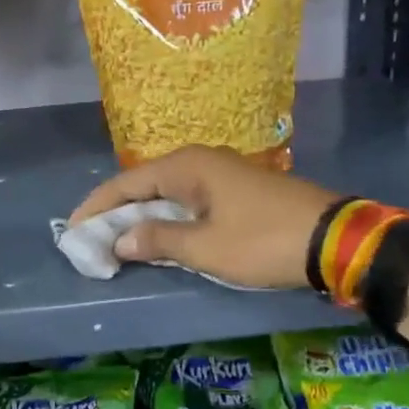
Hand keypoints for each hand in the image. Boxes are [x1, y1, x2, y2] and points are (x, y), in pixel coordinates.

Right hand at [69, 145, 337, 288]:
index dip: (97, 207)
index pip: (126, 183)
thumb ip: (157, 241)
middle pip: (144, 185)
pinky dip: (167, 219)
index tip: (72, 230)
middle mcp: (199, 161)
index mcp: (187, 166)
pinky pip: (187, 201)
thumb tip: (119, 241)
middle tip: (91, 239)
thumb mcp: (205, 247)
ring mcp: (220, 174)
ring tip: (117, 241)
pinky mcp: (236, 191)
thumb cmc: (263, 241)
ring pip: (166, 193)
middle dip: (115, 212)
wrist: (336, 240)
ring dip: (141, 217)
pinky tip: (160, 237)